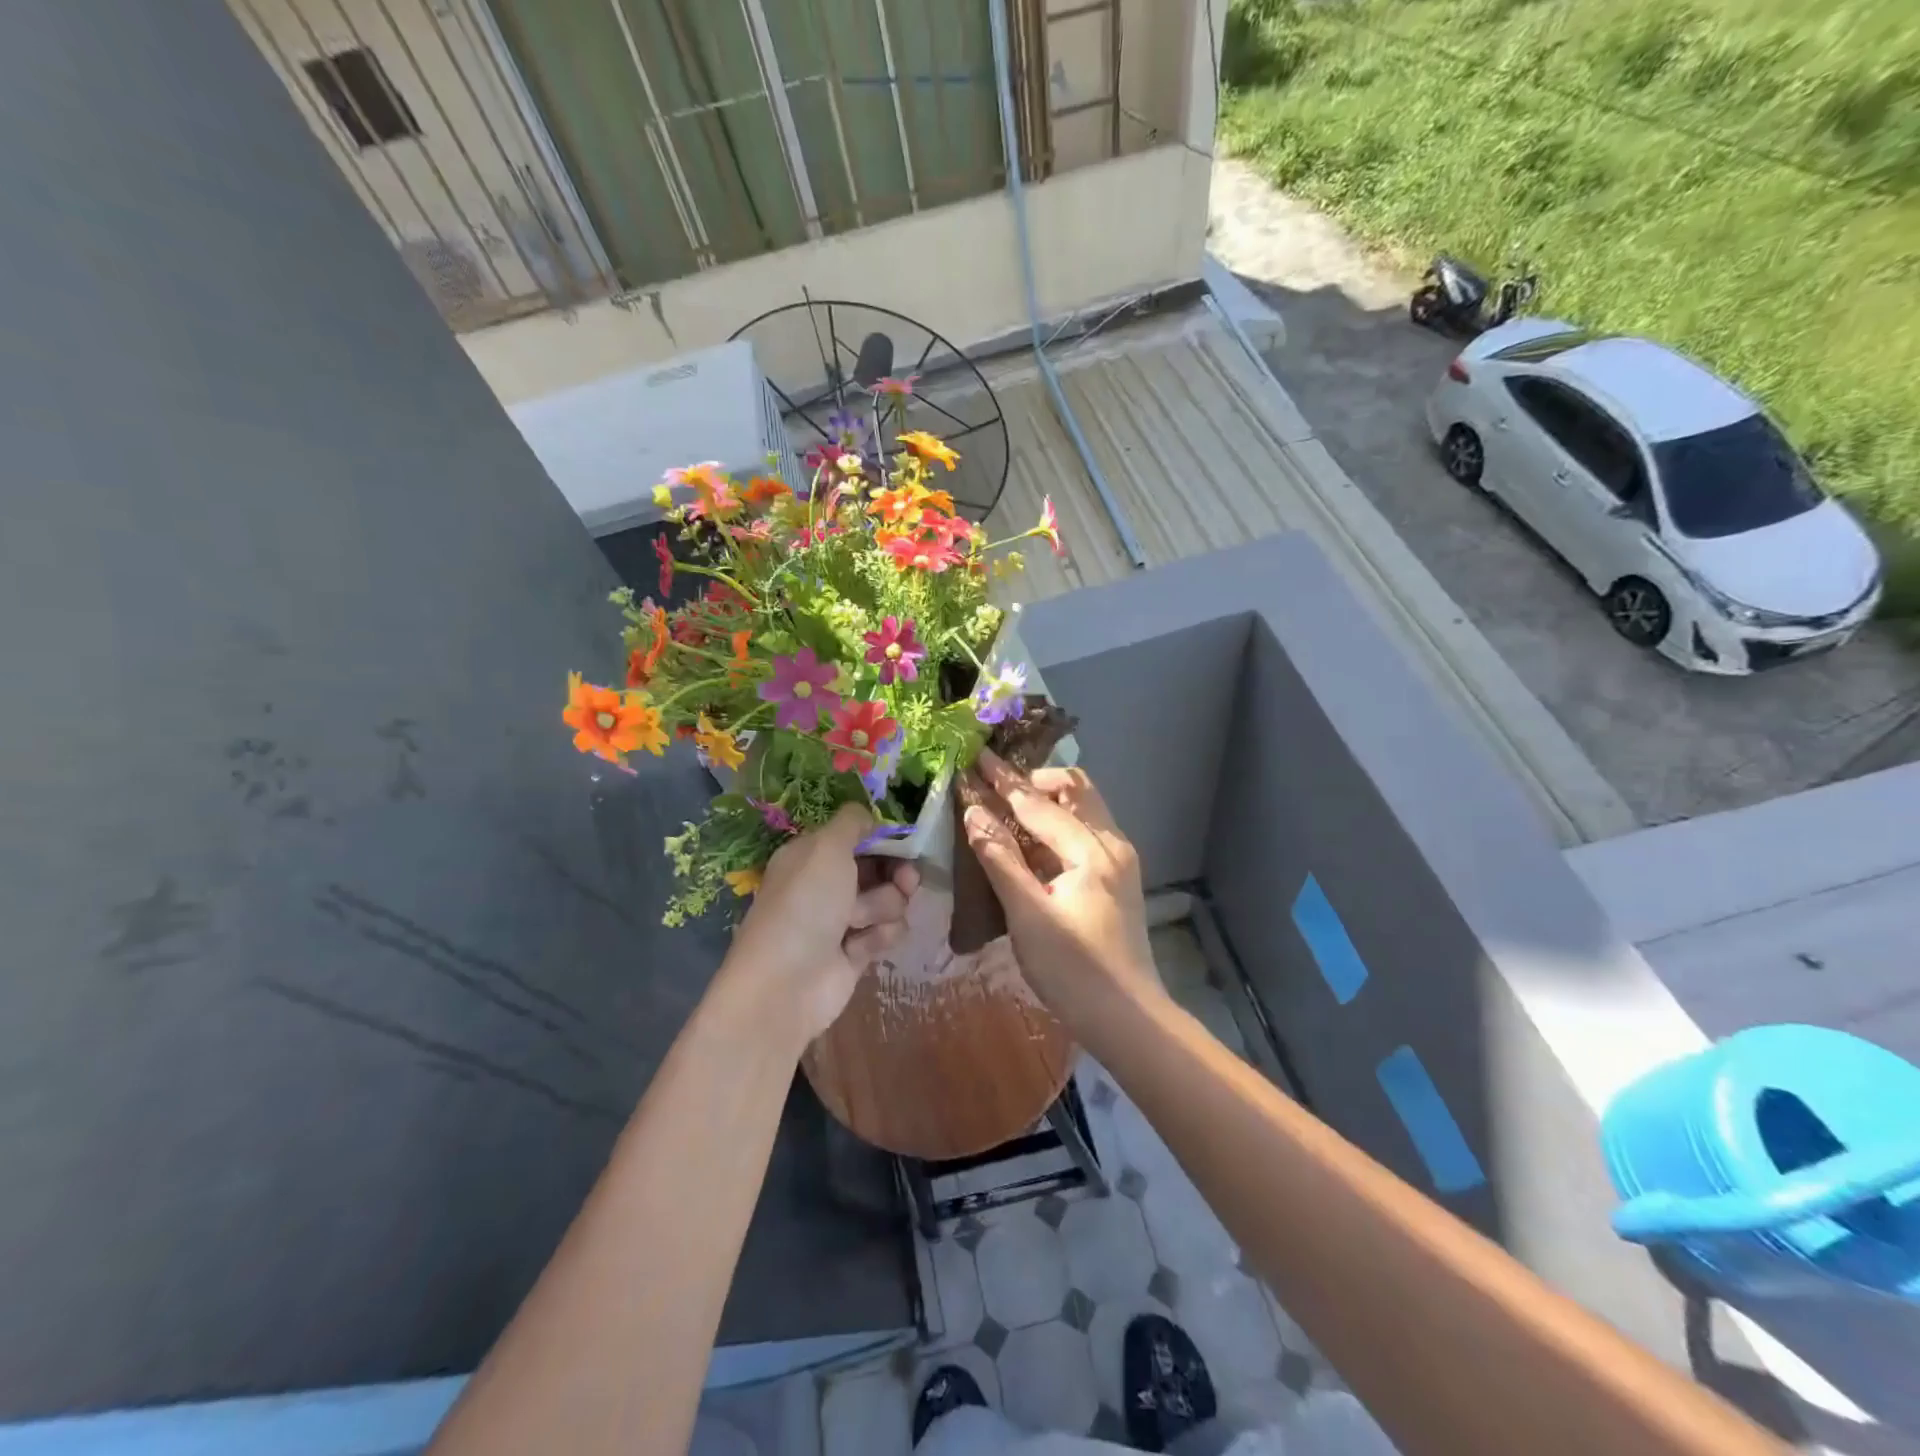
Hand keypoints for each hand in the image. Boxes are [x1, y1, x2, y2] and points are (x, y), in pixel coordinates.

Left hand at [726, 804, 919, 1042]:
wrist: (786, 984)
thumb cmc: (804, 905)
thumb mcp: (826, 848)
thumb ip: (852, 822)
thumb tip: (869, 815)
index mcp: (813, 854)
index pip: (859, 836)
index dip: (884, 838)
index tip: (905, 841)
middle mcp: (828, 883)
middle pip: (881, 868)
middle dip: (896, 874)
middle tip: (906, 880)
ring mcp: (843, 919)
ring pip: (890, 900)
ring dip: (883, 908)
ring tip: (860, 922)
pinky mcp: (857, 951)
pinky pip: (887, 932)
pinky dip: (879, 937)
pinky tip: (860, 948)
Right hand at [959, 753, 1161, 1019]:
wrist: (1129, 1019)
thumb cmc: (1074, 970)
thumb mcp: (1027, 915)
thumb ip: (1000, 859)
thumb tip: (974, 812)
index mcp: (1092, 850)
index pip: (1040, 803)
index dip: (1005, 780)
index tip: (977, 755)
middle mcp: (1113, 844)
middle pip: (1075, 790)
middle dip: (1035, 781)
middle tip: (996, 786)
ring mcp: (1120, 861)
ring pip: (1084, 810)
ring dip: (1048, 801)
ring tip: (1008, 809)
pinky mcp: (1118, 879)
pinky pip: (1086, 833)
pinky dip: (1058, 826)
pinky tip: (1032, 845)